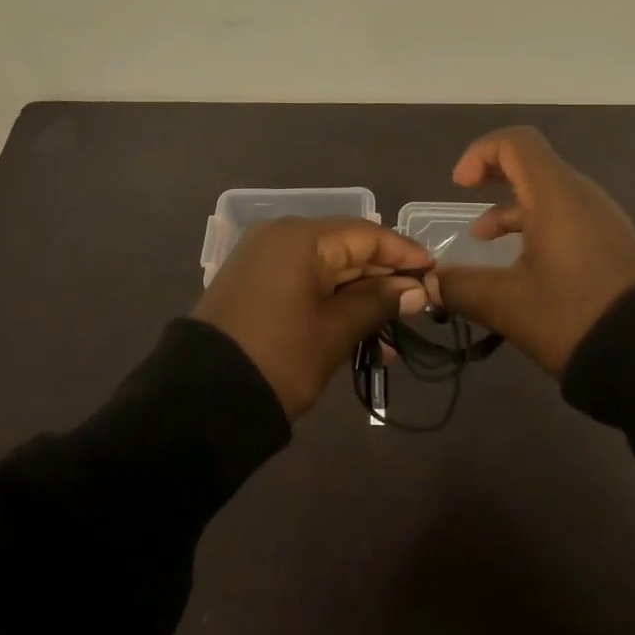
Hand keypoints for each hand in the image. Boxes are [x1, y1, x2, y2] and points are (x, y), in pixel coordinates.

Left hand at [192, 217, 432, 417]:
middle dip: (383, 278)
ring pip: (327, 269)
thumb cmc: (279, 357)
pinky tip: (360, 332)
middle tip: (418, 304)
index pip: (366, 234)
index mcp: (301, 237)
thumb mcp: (335, 331)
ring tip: (394, 330)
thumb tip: (416, 289)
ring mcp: (264, 258)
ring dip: (359, 295)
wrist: (200, 400)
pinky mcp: (255, 283)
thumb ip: (378, 302)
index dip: (403, 253)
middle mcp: (281, 236)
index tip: (434, 272)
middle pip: (346, 248)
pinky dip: (332, 301)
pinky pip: (305, 282)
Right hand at [432, 127, 634, 375]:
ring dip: (512, 209)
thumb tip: (430, 283)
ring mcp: (601, 220)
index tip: (460, 186)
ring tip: (483, 241)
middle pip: (532, 164)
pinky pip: (566, 218)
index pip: (516, 142)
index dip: (481, 152)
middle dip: (493, 176)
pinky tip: (521, 266)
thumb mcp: (508, 304)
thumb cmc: (574, 315)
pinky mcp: (612, 244)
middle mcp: (580, 196)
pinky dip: (536, 227)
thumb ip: (462, 288)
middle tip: (466, 196)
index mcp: (556, 194)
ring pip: (548, 195)